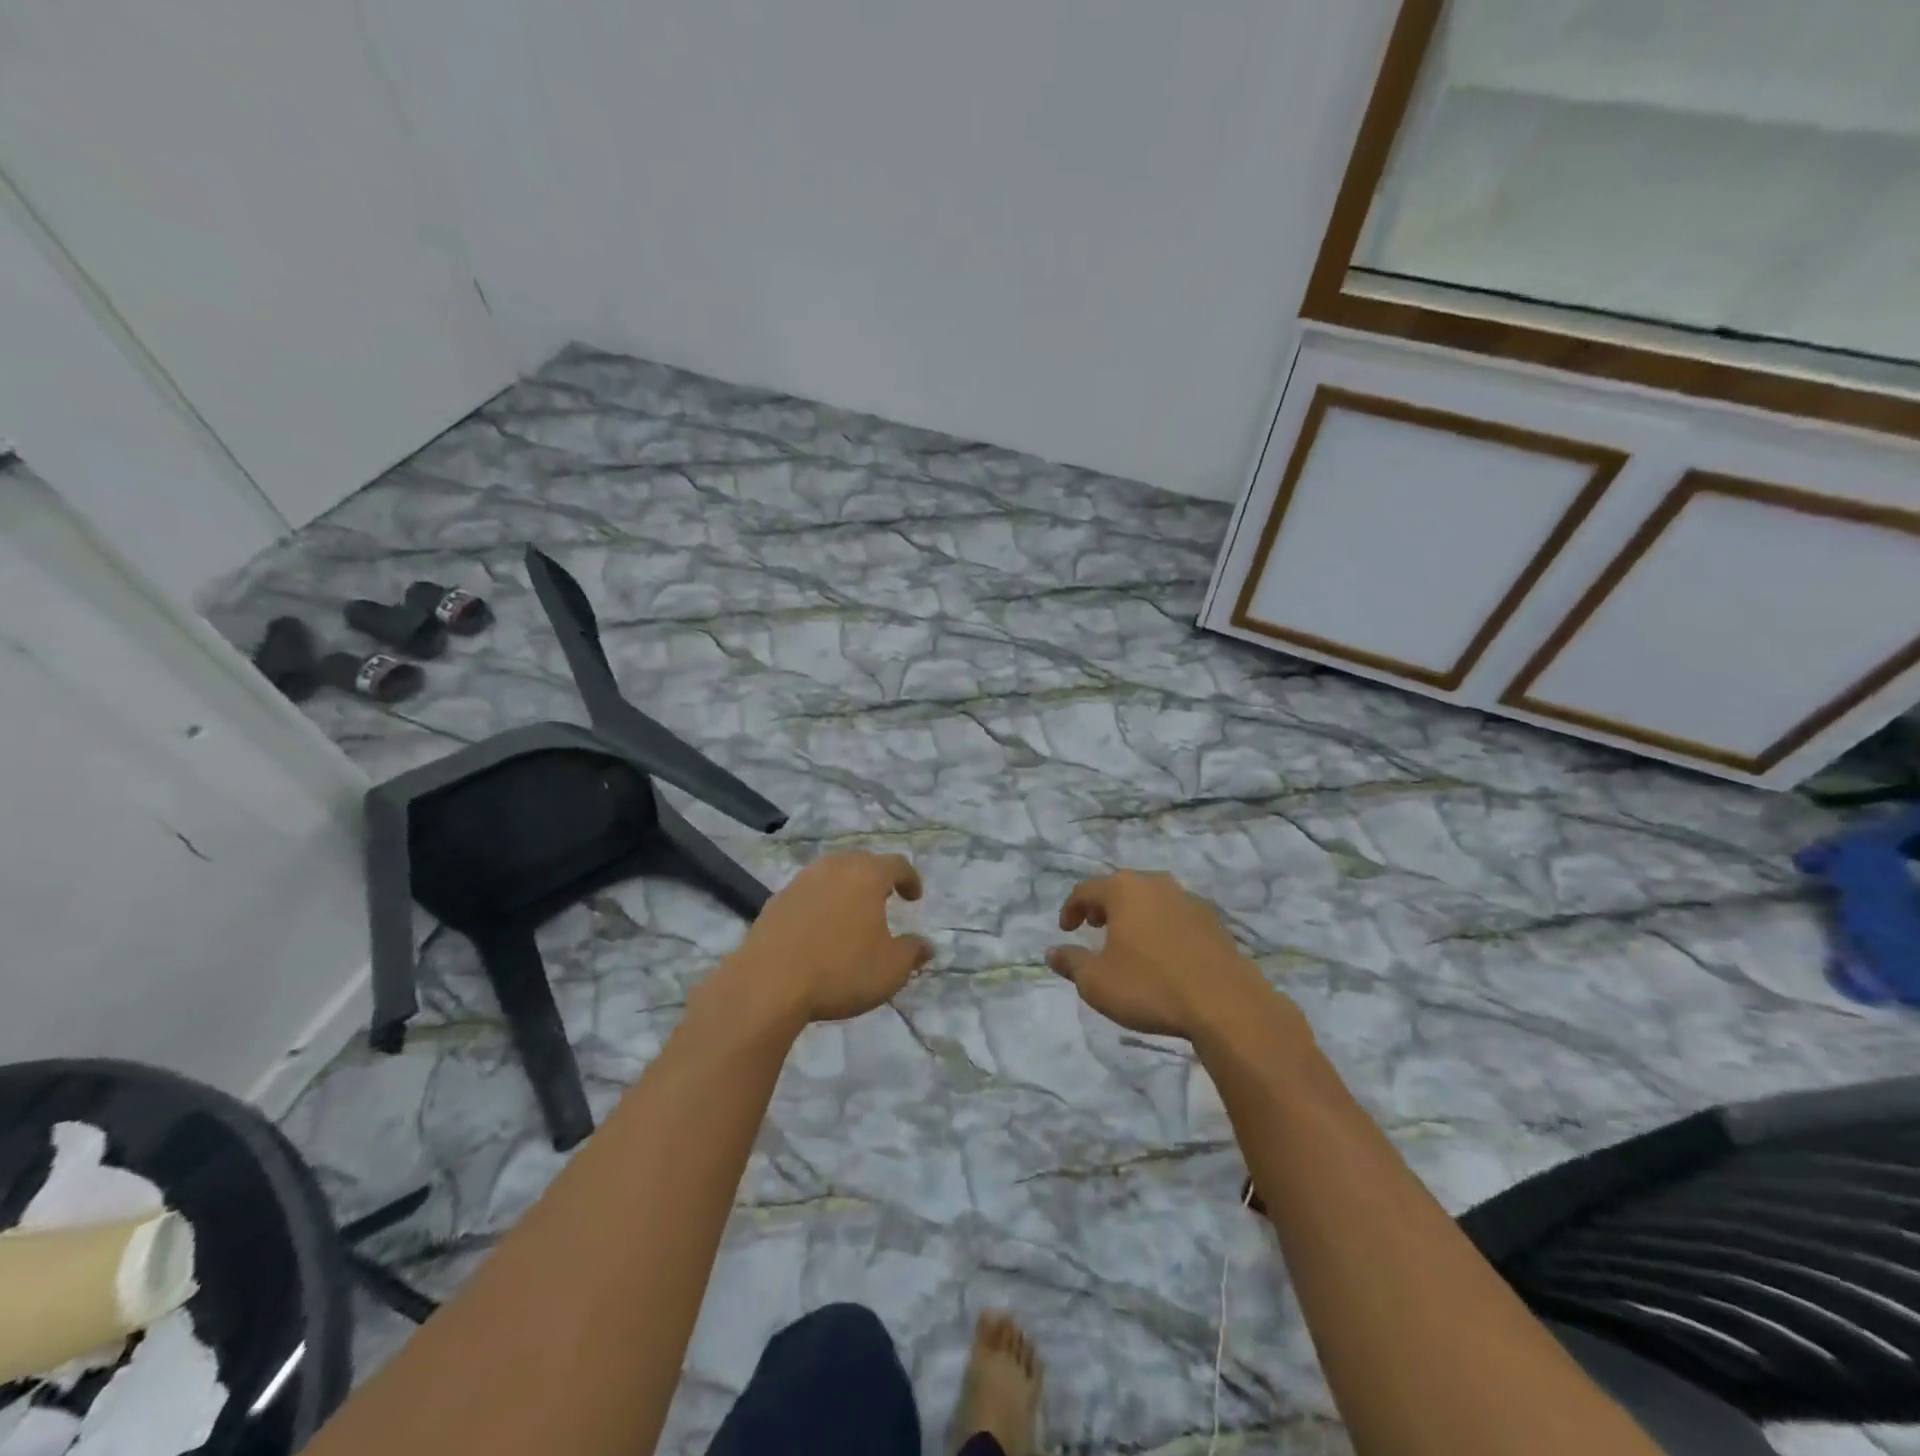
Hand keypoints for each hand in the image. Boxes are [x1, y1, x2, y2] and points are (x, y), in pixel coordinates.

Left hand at [725, 851, 931, 1025]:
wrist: (769, 984)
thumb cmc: (840, 971)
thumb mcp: (890, 969)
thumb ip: (912, 952)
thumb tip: (926, 945)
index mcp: (866, 876)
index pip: (896, 864)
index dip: (909, 879)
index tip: (914, 897)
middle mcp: (833, 868)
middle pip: (861, 861)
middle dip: (876, 877)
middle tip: (884, 898)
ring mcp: (800, 882)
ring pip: (830, 874)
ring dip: (845, 887)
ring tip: (851, 912)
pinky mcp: (775, 901)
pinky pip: (807, 893)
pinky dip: (820, 903)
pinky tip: (819, 928)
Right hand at [1047, 869, 1271, 1038]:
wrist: (1225, 1004)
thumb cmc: (1150, 987)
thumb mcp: (1097, 982)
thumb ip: (1071, 963)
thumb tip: (1052, 952)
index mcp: (1124, 890)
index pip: (1086, 890)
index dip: (1071, 909)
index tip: (1066, 930)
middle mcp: (1155, 885)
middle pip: (1120, 888)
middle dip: (1103, 906)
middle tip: (1094, 927)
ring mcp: (1188, 900)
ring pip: (1150, 899)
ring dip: (1134, 914)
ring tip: (1127, 939)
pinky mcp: (1212, 921)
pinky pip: (1175, 915)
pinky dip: (1160, 926)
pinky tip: (1162, 953)